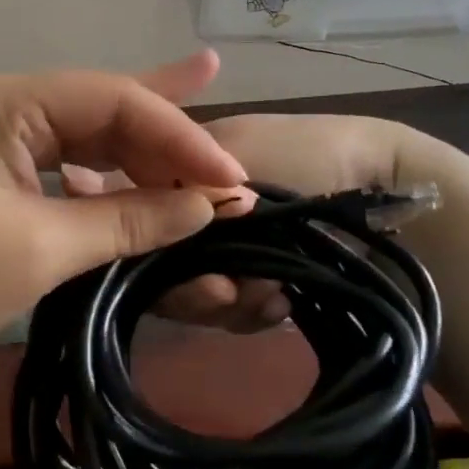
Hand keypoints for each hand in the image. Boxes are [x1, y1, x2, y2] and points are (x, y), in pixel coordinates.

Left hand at [0, 51, 250, 397]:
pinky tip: (148, 184)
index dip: (178, 136)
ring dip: (142, 159)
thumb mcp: (39, 248)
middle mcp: (3, 105)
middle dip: (166, 141)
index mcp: (5, 101)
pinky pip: (67, 167)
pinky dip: (108, 181)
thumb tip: (208, 206)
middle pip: (104, 111)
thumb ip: (127, 220)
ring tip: (206, 166)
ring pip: (89, 138)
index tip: (232, 179)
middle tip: (229, 167)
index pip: (112, 100)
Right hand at [65, 113, 445, 331]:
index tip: (152, 267)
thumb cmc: (308, 155)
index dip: (134, 248)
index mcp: (178, 178)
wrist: (389, 188)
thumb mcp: (236, 154)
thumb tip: (78, 184)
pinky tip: (280, 303)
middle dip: (192, 286)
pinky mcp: (254, 282)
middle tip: (230, 291)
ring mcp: (224, 253)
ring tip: (271, 294)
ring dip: (230, 302)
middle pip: (159, 270)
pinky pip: (232, 314)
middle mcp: (191, 218)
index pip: (131, 220)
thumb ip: (165, 179)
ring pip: (193, 297)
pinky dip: (255, 313)